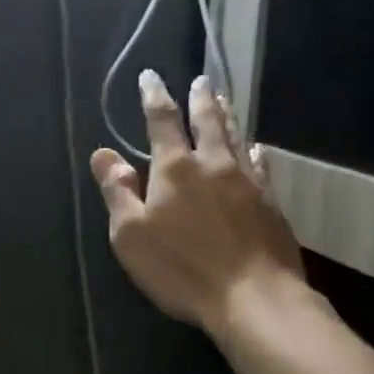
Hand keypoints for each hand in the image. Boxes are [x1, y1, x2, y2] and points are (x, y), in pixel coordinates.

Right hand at [91, 71, 306, 338]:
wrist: (254, 296)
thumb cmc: (182, 267)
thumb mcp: (131, 235)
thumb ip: (117, 191)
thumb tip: (102, 153)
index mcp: (175, 169)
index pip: (162, 121)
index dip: (154, 96)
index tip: (150, 77)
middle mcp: (213, 164)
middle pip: (207, 121)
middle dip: (200, 98)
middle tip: (200, 80)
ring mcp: (247, 182)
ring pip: (236, 137)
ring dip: (227, 115)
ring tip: (223, 99)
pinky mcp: (270, 203)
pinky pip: (261, 166)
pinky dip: (254, 151)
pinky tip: (256, 149)